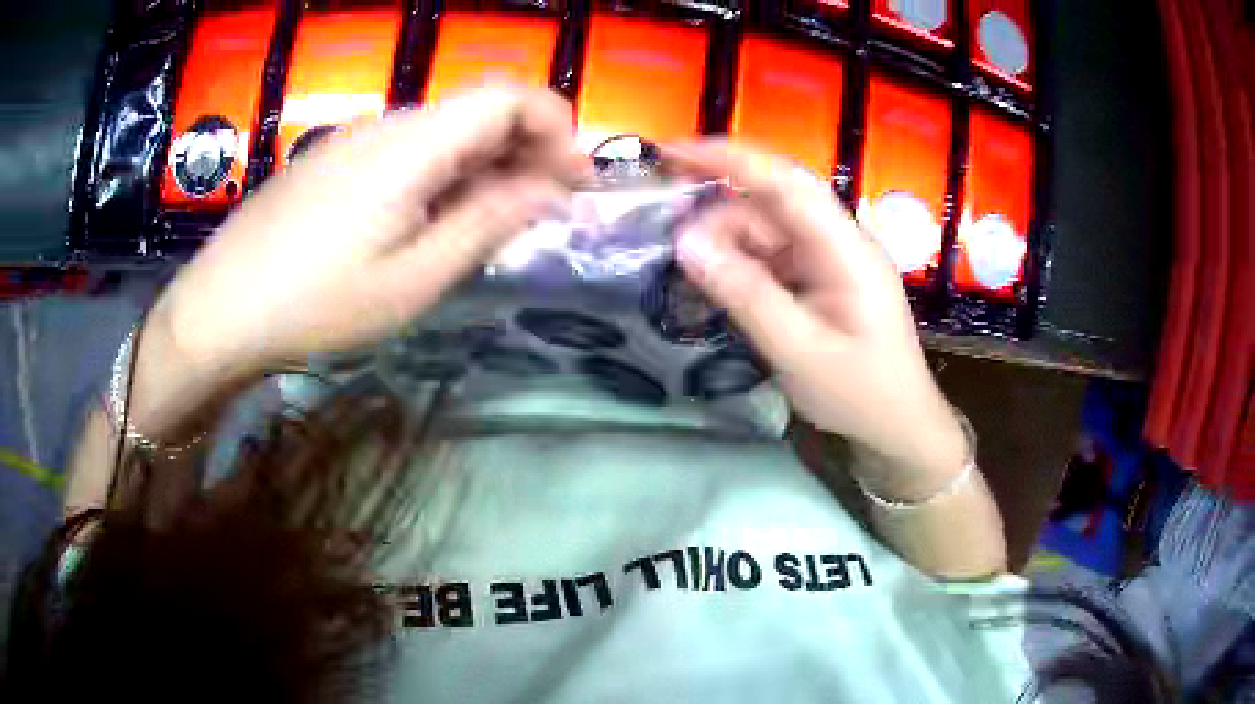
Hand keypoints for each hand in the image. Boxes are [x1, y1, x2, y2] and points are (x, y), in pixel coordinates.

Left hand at [151, 87, 586, 382]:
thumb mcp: (412, 280)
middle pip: (478, 110)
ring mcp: (354, 139)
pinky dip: (442, 175)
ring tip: (491, 226)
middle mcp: (387, 124)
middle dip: (528, 150)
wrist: (217, 310)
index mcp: (412, 143)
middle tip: (545, 211)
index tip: (576, 181)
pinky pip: (406, 151)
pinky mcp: (333, 161)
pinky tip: (431, 222)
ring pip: (443, 132)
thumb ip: (487, 224)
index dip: (556, 126)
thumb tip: (548, 189)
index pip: (508, 96)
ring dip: (484, 165)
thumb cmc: (314, 304)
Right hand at [664, 141, 966, 498]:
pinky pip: (774, 257)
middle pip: (771, 205)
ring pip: (767, 231)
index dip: (729, 159)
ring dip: (727, 244)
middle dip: (717, 214)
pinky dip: (743, 265)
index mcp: (845, 249)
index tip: (672, 153)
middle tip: (670, 243)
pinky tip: (719, 284)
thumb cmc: (860, 393)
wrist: (899, 427)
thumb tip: (686, 244)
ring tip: (690, 273)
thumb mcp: (798, 350)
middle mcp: (839, 241)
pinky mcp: (823, 278)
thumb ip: (744, 294)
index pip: (786, 182)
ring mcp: (831, 259)